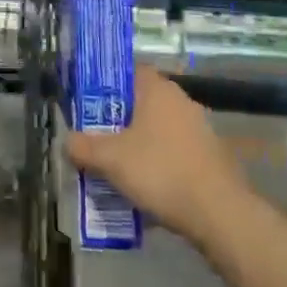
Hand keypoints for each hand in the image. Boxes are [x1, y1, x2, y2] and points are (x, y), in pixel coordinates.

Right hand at [65, 67, 248, 244]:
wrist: (219, 214)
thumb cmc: (161, 171)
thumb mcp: (111, 160)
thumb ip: (83, 147)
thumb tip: (67, 140)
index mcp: (158, 89)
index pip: (127, 72)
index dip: (105, 85)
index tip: (88, 105)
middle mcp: (181, 100)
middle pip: (141, 103)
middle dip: (118, 121)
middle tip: (96, 140)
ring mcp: (200, 128)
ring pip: (158, 130)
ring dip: (139, 145)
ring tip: (117, 169)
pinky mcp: (211, 156)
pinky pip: (174, 152)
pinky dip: (159, 163)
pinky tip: (146, 188)